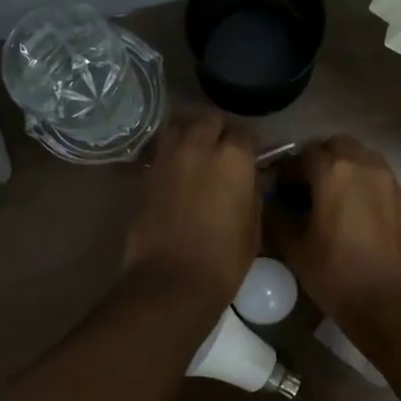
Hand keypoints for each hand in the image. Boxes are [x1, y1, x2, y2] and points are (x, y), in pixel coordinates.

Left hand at [123, 112, 259, 305]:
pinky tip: (180, 173)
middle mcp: (198, 147)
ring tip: (199, 154)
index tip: (251, 159)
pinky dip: (173, 154)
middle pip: (209, 120)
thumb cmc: (224, 258)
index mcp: (233, 157)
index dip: (249, 146)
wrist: (173, 280)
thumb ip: (251, 191)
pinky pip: (163, 151)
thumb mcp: (253, 224)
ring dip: (191, 134)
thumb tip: (248, 179)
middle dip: (219, 131)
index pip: (245, 134)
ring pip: (180, 127)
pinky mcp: (146, 174)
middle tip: (224, 151)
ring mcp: (167, 158)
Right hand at [266, 135, 400, 326]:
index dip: (284, 172)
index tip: (277, 193)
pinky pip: (377, 179)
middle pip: (335, 146)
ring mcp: (390, 181)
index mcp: (334, 171)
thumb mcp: (294, 249)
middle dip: (317, 162)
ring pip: (360, 159)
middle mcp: (365, 165)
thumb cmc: (338, 276)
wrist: (396, 306)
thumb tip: (269, 202)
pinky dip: (361, 186)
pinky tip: (353, 216)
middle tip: (304, 191)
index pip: (301, 156)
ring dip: (342, 170)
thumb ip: (276, 217)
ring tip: (329, 202)